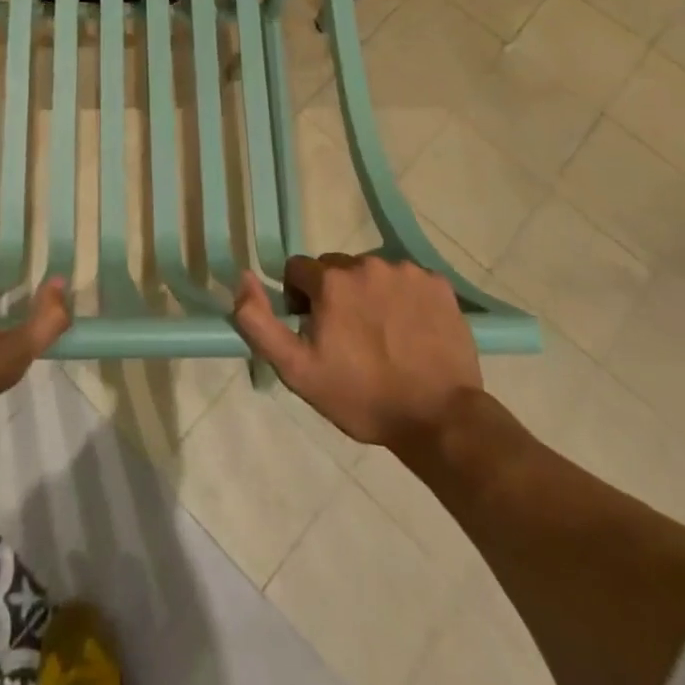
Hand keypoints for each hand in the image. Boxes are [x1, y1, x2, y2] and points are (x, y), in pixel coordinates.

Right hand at [233, 254, 481, 448]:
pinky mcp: (438, 284)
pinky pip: (407, 281)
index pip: (298, 270)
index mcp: (331, 280)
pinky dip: (403, 298)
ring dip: (369, 294)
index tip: (314, 331)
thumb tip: (244, 277)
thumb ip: (258, 321)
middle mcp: (367, 263)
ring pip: (372, 273)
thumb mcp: (296, 369)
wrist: (440, 420)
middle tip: (348, 337)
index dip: (300, 299)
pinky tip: (410, 331)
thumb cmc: (362, 397)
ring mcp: (407, 272)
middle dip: (334, 294)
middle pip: (336, 268)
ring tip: (382, 336)